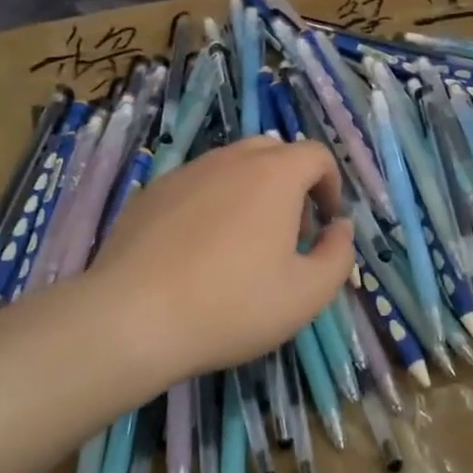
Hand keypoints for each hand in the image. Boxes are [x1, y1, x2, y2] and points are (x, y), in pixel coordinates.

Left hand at [85, 136, 355, 382]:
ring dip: (250, 192)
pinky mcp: (150, 193)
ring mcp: (185, 173)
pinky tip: (199, 251)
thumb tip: (340, 228)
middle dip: (292, 184)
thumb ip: (338, 255)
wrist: (132, 319)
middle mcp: (230, 160)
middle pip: (273, 153)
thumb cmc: (233, 305)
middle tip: (290, 232)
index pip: (316, 155)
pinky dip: (211, 205)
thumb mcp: (308, 294)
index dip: (331, 186)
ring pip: (231, 167)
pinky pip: (195, 186)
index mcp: (274, 175)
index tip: (326, 224)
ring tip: (243, 244)